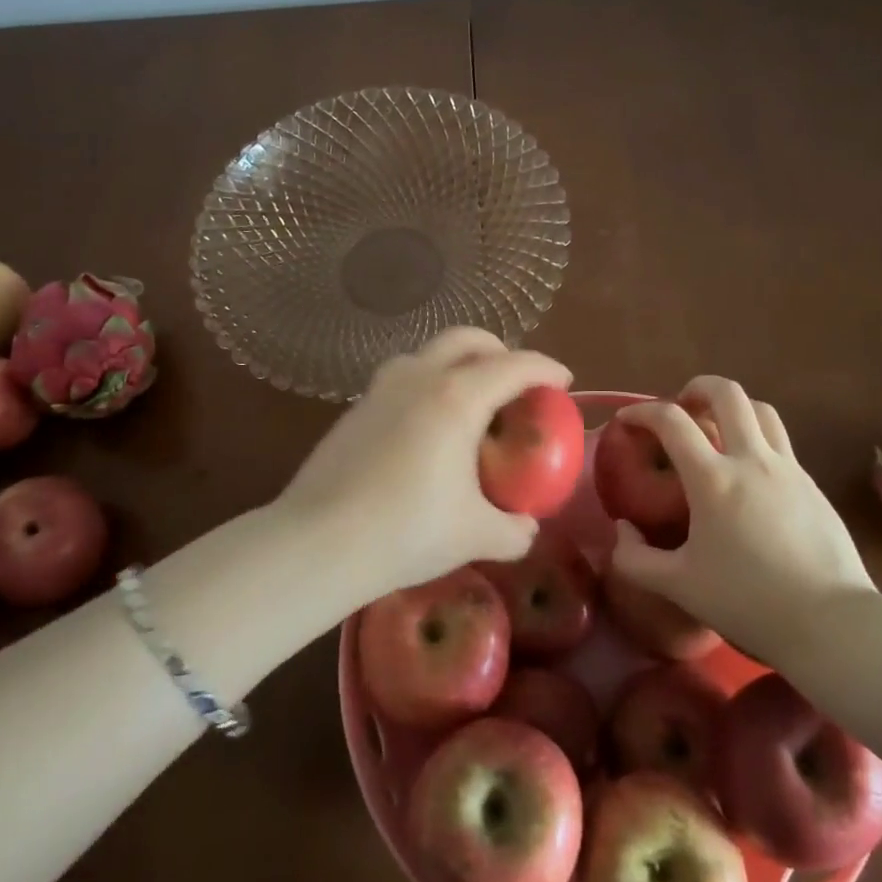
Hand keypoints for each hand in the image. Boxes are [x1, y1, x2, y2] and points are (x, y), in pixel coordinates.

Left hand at [278, 328, 572, 605]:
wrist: (318, 542)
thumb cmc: (406, 532)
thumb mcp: (475, 535)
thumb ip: (514, 530)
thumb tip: (526, 527)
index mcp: (457, 398)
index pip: (514, 365)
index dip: (546, 368)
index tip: (563, 381)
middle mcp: (419, 378)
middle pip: (467, 339)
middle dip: (500, 350)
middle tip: (516, 381)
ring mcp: (380, 388)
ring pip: (428, 353)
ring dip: (458, 363)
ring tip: (470, 402)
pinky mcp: (355, 407)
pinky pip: (403, 378)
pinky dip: (427, 385)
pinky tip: (426, 428)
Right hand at [608, 377, 876, 666]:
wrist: (833, 625)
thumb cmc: (749, 603)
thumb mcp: (678, 586)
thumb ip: (635, 558)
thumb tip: (622, 530)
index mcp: (713, 479)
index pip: (671, 420)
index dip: (642, 411)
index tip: (627, 420)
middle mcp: (752, 460)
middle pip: (727, 394)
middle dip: (697, 388)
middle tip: (681, 407)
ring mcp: (789, 469)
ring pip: (762, 410)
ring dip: (734, 407)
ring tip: (717, 428)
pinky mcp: (813, 486)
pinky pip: (781, 443)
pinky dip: (758, 439)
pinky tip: (750, 474)